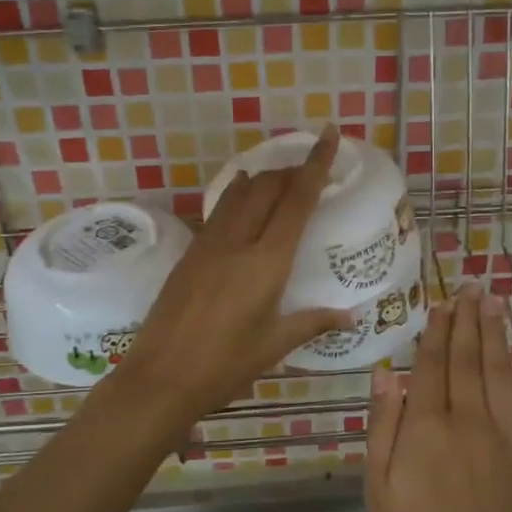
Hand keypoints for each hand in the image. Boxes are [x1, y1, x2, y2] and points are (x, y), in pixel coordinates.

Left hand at [116, 124, 353, 422]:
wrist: (160, 377)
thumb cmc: (224, 365)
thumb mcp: (274, 345)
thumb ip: (313, 322)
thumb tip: (351, 317)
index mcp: (267, 262)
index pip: (297, 200)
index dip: (316, 164)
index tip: (328, 134)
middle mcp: (238, 242)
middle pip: (268, 187)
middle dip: (292, 170)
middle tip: (312, 168)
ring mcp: (209, 244)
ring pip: (240, 193)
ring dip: (264, 179)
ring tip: (282, 179)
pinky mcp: (190, 253)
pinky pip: (220, 211)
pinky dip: (238, 195)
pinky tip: (242, 196)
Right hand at [365, 283, 511, 511]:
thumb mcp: (380, 490)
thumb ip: (383, 427)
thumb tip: (386, 373)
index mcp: (426, 426)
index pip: (431, 365)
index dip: (436, 331)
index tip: (441, 303)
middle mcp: (467, 418)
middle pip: (467, 358)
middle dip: (467, 320)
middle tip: (470, 286)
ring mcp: (504, 433)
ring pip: (499, 369)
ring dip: (496, 332)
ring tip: (494, 300)